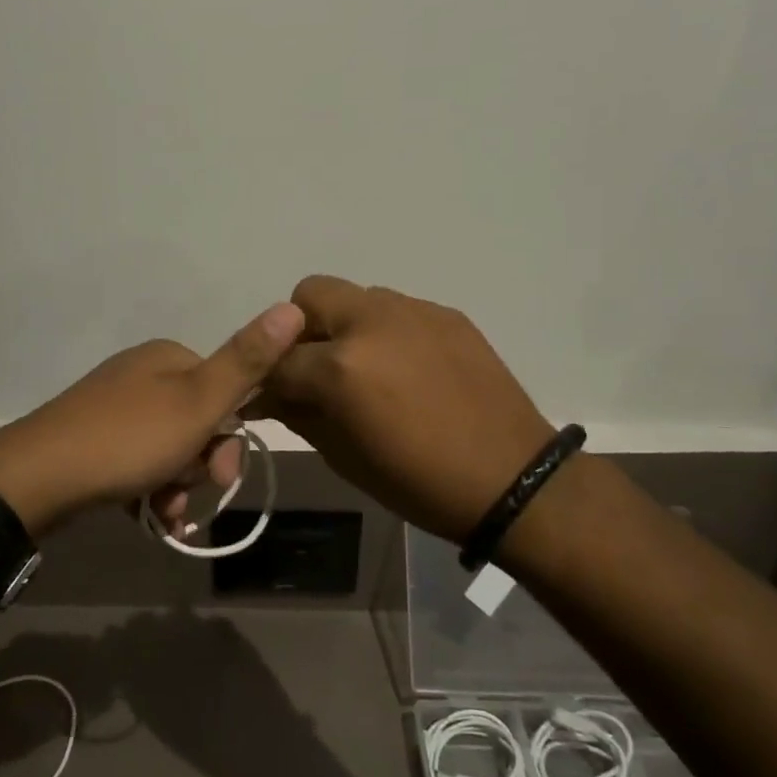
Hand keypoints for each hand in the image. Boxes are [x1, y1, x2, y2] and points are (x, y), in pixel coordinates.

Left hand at [0, 302, 305, 536]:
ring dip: (177, 485)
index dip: (230, 437)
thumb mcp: (199, 402)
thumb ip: (247, 361)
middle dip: (200, 465)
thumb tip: (293, 306)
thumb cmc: (129, 439)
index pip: (225, 392)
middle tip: (188, 496)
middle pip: (197, 423)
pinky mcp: (91, 438)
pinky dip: (150, 489)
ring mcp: (112, 406)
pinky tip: (149, 515)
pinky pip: (138, 462)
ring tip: (164, 514)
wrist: (38, 477)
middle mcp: (141, 374)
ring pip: (169, 448)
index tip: (222, 474)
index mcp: (168, 358)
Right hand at [250, 276, 553, 542]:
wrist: (510, 479)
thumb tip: (270, 395)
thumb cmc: (417, 482)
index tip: (268, 398)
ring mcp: (413, 311)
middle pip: (309, 295)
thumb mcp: (342, 456)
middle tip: (315, 370)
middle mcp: (372, 322)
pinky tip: (405, 370)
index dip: (265, 380)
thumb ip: (298, 414)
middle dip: (300, 330)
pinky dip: (385, 332)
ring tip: (364, 369)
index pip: (278, 359)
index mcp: (341, 365)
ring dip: (344, 327)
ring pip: (356, 297)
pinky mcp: (446, 314)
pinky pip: (397, 310)